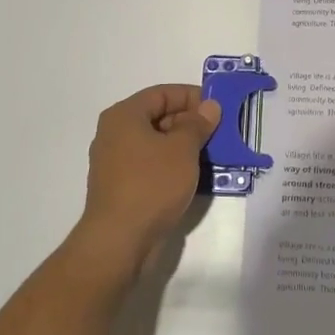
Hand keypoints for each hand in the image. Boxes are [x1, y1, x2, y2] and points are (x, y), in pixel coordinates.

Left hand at [77, 84, 221, 270]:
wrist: (119, 241)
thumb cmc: (151, 184)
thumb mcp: (182, 149)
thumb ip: (197, 124)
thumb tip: (209, 106)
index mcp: (124, 116)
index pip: (162, 93)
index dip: (192, 97)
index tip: (218, 109)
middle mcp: (115, 134)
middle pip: (158, 116)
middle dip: (190, 122)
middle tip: (220, 133)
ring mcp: (115, 162)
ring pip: (156, 143)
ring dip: (184, 146)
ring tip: (213, 154)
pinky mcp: (121, 187)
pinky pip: (151, 165)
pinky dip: (172, 166)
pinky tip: (194, 177)